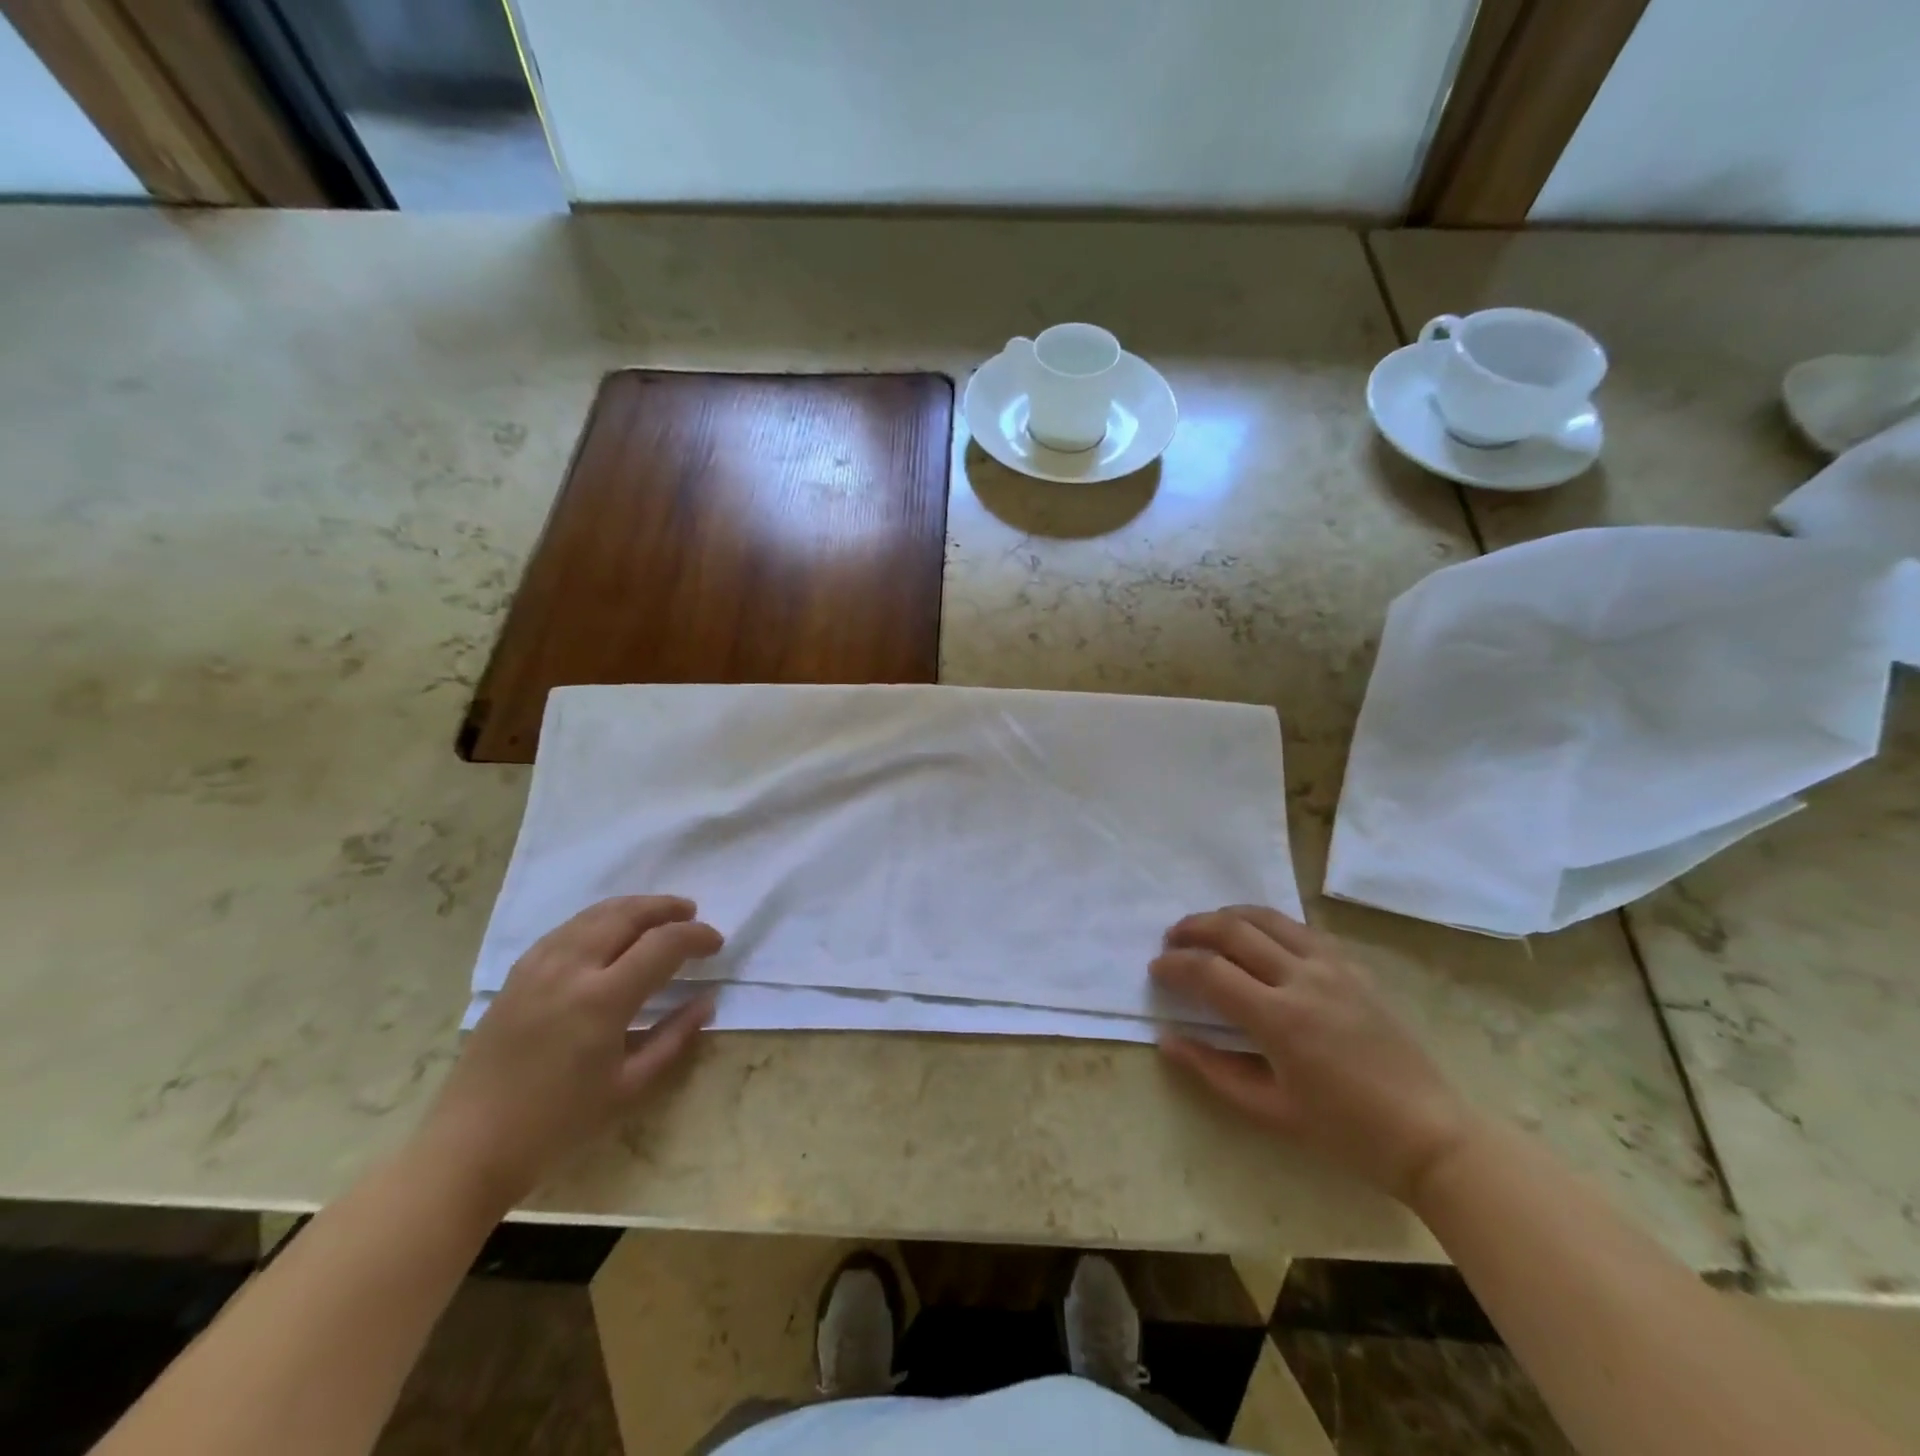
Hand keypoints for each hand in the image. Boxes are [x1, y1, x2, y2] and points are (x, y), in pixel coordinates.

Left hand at [417, 896, 722, 1209]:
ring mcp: (538, 967)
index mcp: (602, 1000)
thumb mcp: (628, 1087)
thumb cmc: (558, 1125)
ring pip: (594, 914)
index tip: (716, 942)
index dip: (696, 936)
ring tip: (658, 914)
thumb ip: (674, 1038)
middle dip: (666, 908)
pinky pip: (566, 929)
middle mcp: (570, 969)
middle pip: (627, 915)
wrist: (470, 1146)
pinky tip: (609, 931)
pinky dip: (598, 919)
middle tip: (692, 913)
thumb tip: (707, 1001)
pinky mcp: (517, 974)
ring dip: (633, 908)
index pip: (662, 945)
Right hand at [1152, 905, 1474, 1203]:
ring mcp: (1333, 966)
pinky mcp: (1353, 965)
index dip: (1175, 966)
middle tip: (1172, 941)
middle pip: (1233, 930)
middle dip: (1193, 929)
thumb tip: (1168, 1040)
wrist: (1430, 1134)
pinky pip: (1300, 928)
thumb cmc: (1346, 1131)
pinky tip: (1256, 938)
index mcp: (1280, 1019)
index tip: (1156, 970)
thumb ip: (1213, 1070)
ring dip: (1227, 916)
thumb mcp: (1270, 1111)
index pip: (1210, 972)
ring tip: (1206, 929)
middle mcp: (1303, 978)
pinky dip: (1267, 924)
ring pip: (1267, 917)